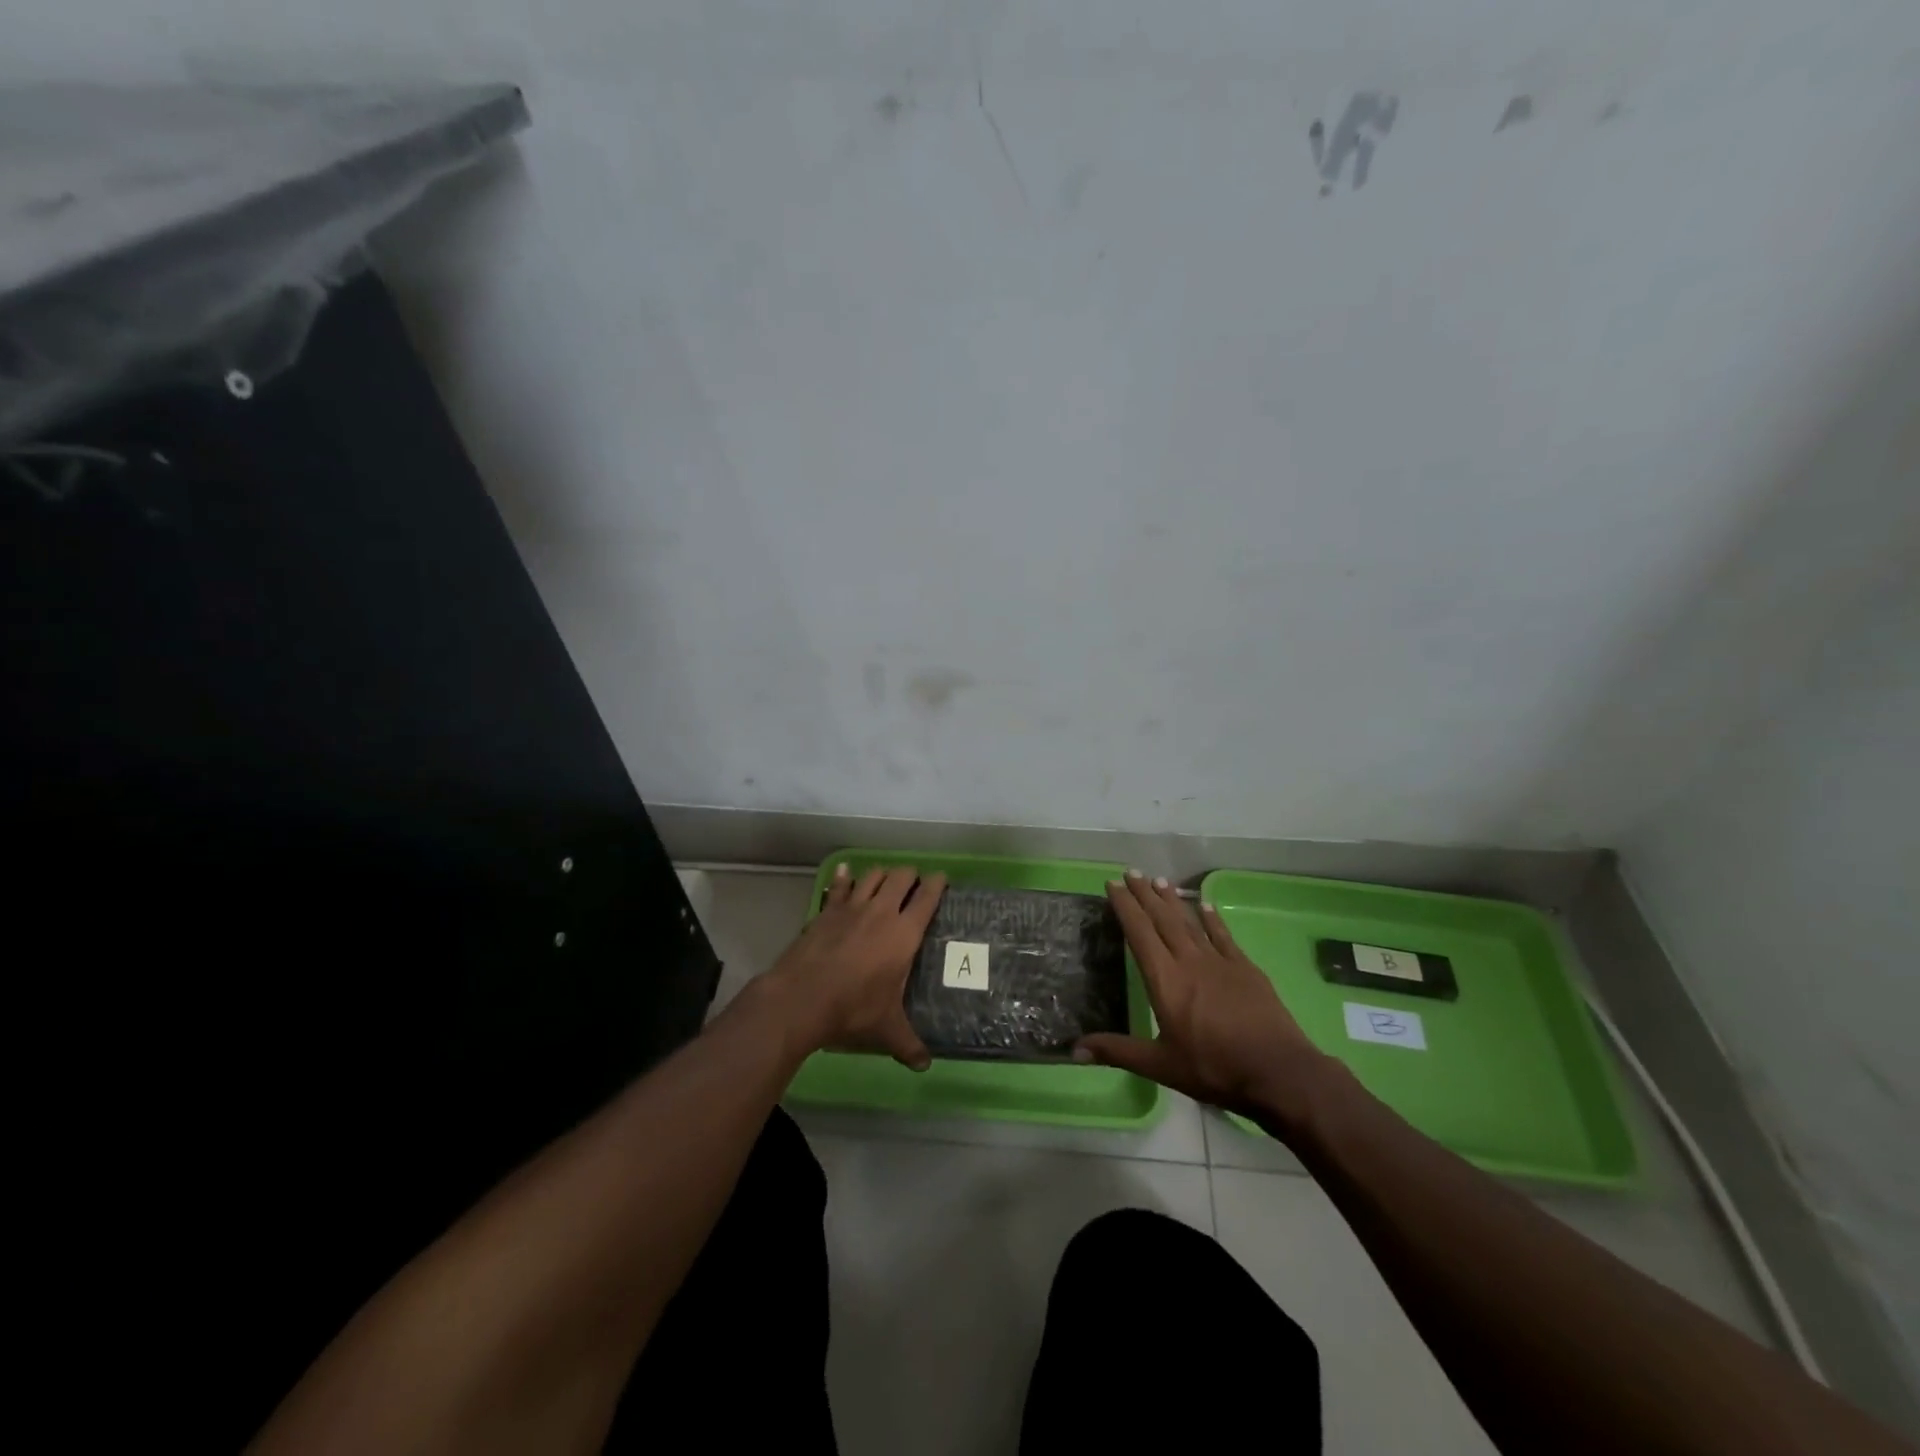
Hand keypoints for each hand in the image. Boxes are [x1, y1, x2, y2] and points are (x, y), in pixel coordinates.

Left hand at [765, 863, 946, 1070]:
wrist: (802, 997)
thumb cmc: (853, 1009)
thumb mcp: (886, 1029)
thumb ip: (908, 1044)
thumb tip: (925, 1065)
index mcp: (904, 933)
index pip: (927, 897)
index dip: (937, 884)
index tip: (942, 879)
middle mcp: (882, 911)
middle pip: (901, 877)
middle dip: (910, 876)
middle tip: (914, 884)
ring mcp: (852, 907)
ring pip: (872, 875)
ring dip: (882, 874)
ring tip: (886, 880)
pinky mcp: (827, 910)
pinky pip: (840, 886)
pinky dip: (845, 877)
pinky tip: (845, 873)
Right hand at [1076, 870, 1329, 1119]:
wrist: (1278, 1072)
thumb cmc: (1214, 1069)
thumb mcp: (1161, 1065)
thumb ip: (1118, 1051)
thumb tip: (1074, 1049)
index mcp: (1165, 980)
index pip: (1139, 933)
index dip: (1125, 907)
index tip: (1113, 884)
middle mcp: (1190, 961)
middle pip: (1163, 920)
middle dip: (1145, 895)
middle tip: (1132, 872)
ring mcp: (1220, 962)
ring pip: (1190, 922)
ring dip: (1173, 900)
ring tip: (1160, 880)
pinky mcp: (1246, 969)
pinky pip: (1224, 936)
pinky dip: (1212, 919)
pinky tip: (1205, 905)